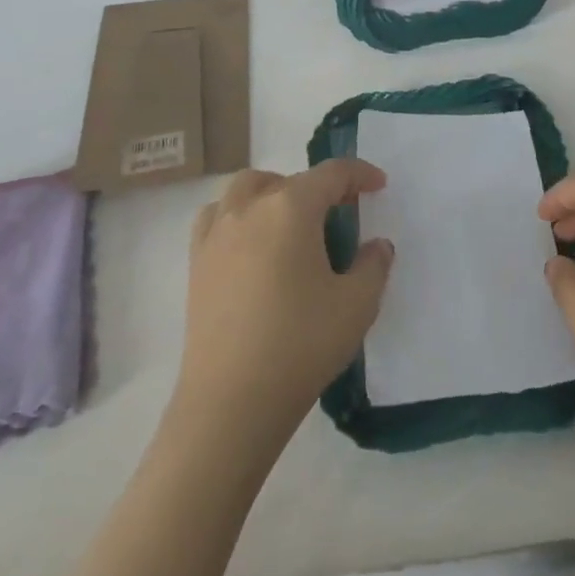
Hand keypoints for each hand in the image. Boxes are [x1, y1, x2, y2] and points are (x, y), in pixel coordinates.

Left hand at [174, 159, 393, 449]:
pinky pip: (217, 217)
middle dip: (317, 187)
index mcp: (291, 208)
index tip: (378, 185)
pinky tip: (252, 244)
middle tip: (339, 213)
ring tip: (292, 223)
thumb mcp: (357, 305)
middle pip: (286, 179)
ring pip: (245, 190)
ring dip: (273, 193)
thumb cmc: (301, 344)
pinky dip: (238, 215)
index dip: (360, 174)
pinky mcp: (196, 263)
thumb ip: (374, 265)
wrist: (231, 401)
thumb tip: (376, 245)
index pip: (331, 174)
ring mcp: (216, 234)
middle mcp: (249, 208)